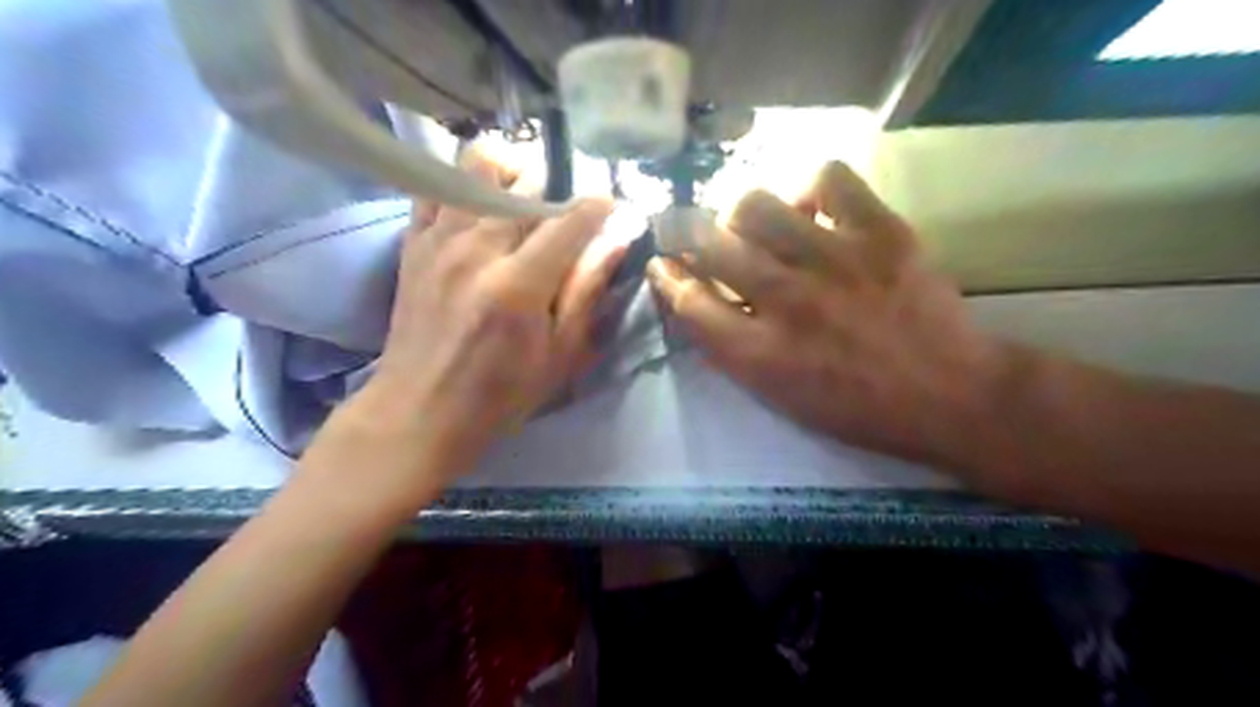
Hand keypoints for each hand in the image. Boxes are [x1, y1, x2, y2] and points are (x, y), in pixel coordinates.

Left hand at [346, 149, 622, 480]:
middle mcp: (476, 249)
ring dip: (510, 171)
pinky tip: (478, 206)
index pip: (570, 219)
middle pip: (525, 182)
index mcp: (519, 284)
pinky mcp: (412, 242)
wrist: (420, 409)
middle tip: (567, 214)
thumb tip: (619, 235)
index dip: (599, 206)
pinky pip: (436, 184)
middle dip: (558, 185)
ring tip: (522, 198)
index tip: (613, 208)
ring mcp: (438, 239)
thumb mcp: (561, 354)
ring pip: (477, 165)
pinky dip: (463, 182)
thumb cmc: (501, 392)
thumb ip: (588, 289)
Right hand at [650, 161, 1009, 462]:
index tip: (662, 263)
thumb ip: (732, 350)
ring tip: (756, 225)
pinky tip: (811, 210)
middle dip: (686, 234)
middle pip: (709, 244)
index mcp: (759, 353)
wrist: (949, 394)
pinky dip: (809, 187)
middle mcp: (785, 300)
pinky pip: (828, 178)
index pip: (688, 301)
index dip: (667, 276)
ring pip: (755, 204)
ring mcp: (833, 260)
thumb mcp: (779, 397)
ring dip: (741, 214)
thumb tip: (698, 304)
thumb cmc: (856, 407)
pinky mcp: (880, 232)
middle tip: (695, 234)